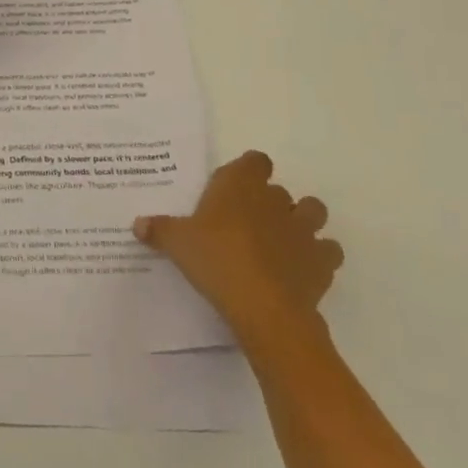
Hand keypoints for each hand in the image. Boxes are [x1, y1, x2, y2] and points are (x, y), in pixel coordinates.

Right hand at [134, 150, 342, 355]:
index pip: (255, 161)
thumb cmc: (216, 260)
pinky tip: (301, 269)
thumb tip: (138, 224)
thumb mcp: (177, 244)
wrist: (264, 307)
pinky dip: (319, 257)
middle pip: (279, 190)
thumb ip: (160, 230)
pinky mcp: (322, 261)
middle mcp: (275, 200)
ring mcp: (303, 229)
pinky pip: (328, 251)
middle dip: (268, 202)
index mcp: (240, 185)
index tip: (234, 188)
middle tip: (246, 224)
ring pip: (313, 211)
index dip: (248, 171)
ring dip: (302, 221)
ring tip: (282, 240)